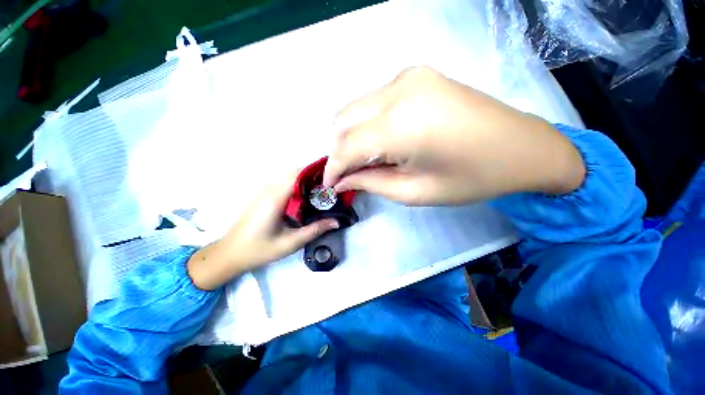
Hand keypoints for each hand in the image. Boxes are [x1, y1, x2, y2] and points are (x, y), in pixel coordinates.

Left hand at [187, 173, 338, 289]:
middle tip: (331, 189)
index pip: (297, 174)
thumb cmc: (259, 249)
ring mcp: (265, 192)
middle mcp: (269, 189)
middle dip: (314, 177)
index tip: (332, 178)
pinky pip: (284, 186)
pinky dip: (298, 188)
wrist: (229, 254)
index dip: (315, 172)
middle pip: (295, 174)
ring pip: (290, 179)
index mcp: (275, 198)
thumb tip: (336, 221)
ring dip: (306, 183)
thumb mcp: (290, 242)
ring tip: (323, 194)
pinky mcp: (264, 197)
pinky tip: (307, 200)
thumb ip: (314, 230)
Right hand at [323, 66, 584, 205]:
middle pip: (343, 121)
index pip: (347, 146)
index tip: (329, 186)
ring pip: (355, 108)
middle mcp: (398, 90)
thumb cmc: (472, 178)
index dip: (333, 168)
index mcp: (402, 124)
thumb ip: (371, 183)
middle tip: (349, 174)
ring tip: (366, 160)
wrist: (523, 146)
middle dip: (339, 151)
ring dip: (351, 137)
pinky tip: (383, 141)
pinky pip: (373, 101)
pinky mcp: (416, 75)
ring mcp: (407, 77)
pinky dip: (367, 124)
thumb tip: (342, 182)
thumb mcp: (415, 192)